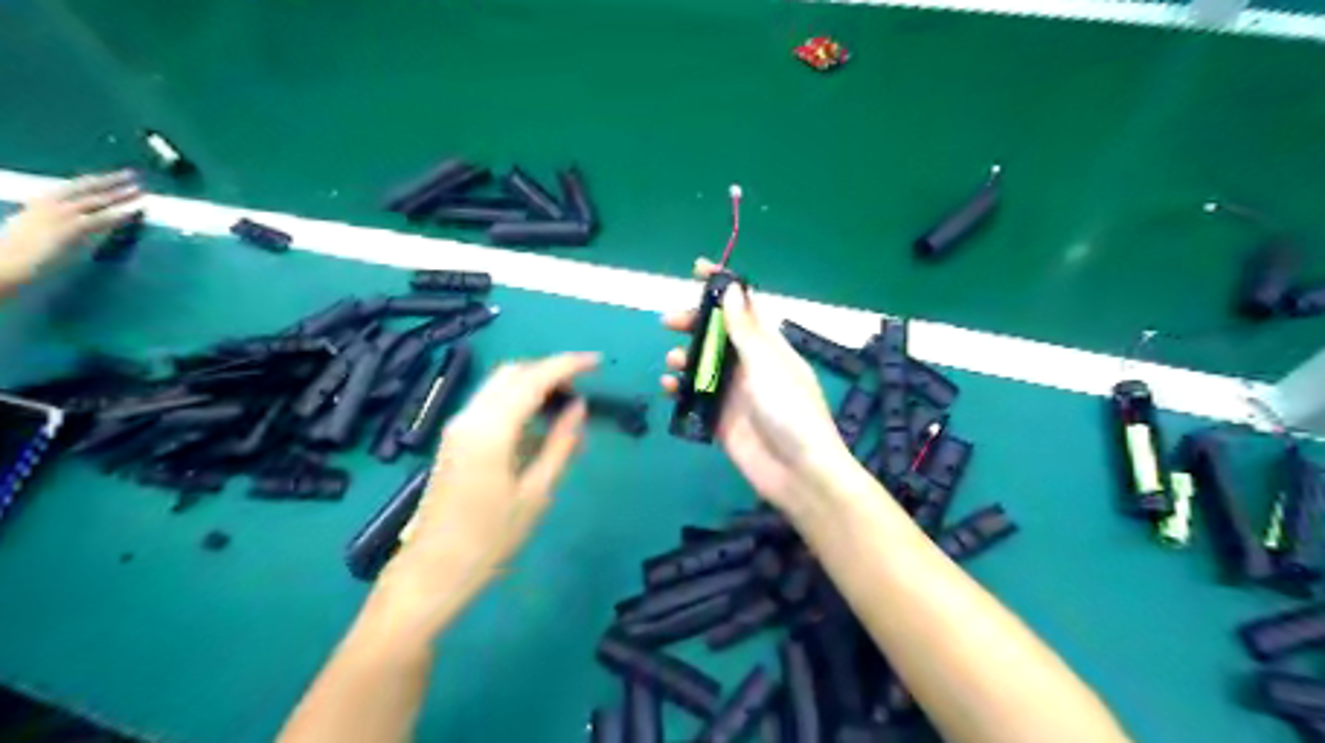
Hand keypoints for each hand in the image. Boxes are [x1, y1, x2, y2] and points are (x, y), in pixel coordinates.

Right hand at [0, 171, 140, 288]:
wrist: (8, 260)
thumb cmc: (21, 247)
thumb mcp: (38, 225)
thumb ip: (62, 220)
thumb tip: (89, 222)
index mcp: (42, 200)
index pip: (75, 185)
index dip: (97, 179)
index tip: (115, 175)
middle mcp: (52, 202)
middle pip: (87, 187)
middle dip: (112, 180)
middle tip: (133, 175)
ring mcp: (62, 214)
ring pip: (98, 200)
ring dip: (121, 194)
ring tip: (141, 190)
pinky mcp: (72, 228)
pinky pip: (102, 219)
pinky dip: (120, 213)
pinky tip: (135, 211)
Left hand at [379, 354, 594, 614]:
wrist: (434, 570)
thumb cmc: (491, 537)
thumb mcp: (537, 492)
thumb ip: (561, 443)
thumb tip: (579, 407)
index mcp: (491, 428)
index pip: (534, 378)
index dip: (568, 365)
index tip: (598, 363)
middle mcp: (470, 416)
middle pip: (514, 373)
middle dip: (550, 372)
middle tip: (582, 390)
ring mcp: (458, 426)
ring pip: (500, 386)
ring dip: (534, 386)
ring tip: (566, 412)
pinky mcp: (455, 439)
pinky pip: (491, 405)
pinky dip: (518, 404)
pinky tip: (539, 430)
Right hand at [664, 257, 858, 515]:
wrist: (798, 472)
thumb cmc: (790, 411)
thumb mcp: (767, 365)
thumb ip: (745, 330)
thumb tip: (732, 290)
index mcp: (767, 346)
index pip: (743, 307)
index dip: (722, 286)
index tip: (696, 268)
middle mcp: (750, 366)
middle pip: (716, 335)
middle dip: (693, 324)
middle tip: (669, 321)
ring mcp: (734, 394)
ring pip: (702, 366)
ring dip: (685, 358)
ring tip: (673, 361)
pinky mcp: (721, 421)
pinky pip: (695, 398)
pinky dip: (681, 390)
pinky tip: (669, 388)